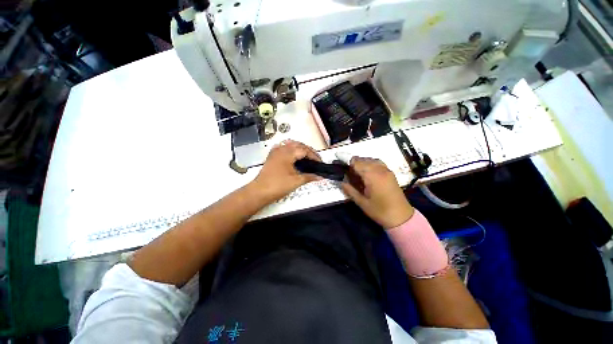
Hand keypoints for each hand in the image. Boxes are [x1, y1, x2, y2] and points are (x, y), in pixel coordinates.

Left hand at [251, 140, 321, 202]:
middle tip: (314, 159)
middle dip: (308, 151)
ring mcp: (275, 153)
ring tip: (306, 157)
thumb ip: (309, 177)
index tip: (319, 162)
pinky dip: (290, 150)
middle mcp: (281, 150)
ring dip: (299, 149)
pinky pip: (283, 149)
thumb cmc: (276, 185)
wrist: (260, 192)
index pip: (305, 150)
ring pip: (290, 145)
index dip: (314, 156)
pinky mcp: (272, 157)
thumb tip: (319, 177)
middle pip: (298, 145)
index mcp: (288, 153)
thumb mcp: (296, 181)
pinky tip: (293, 156)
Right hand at [341, 157, 413, 228]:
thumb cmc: (380, 211)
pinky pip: (379, 163)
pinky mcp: (390, 173)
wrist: (401, 216)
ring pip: (371, 160)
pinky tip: (368, 170)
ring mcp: (386, 171)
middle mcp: (380, 170)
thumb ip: (350, 191)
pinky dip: (371, 163)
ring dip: (363, 162)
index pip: (357, 163)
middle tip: (348, 172)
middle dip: (354, 163)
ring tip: (356, 170)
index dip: (348, 163)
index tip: (342, 167)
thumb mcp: (362, 203)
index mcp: (372, 177)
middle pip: (364, 160)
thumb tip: (341, 182)